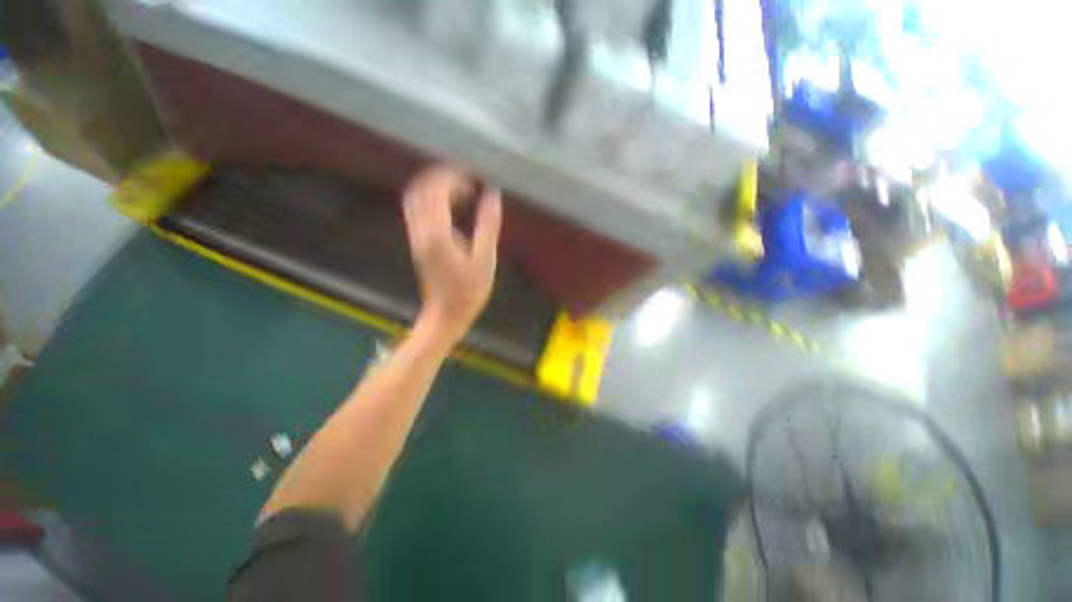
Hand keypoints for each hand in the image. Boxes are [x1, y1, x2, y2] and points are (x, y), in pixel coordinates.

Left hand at [403, 165, 501, 344]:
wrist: (446, 314)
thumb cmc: (469, 291)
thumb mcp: (485, 259)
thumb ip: (488, 225)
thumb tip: (493, 195)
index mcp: (437, 234)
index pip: (436, 190)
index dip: (453, 176)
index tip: (474, 175)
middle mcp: (421, 231)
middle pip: (421, 189)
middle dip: (442, 177)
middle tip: (467, 179)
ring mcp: (415, 236)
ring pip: (415, 198)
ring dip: (435, 187)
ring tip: (461, 189)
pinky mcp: (417, 243)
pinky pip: (418, 210)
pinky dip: (432, 200)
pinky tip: (452, 206)